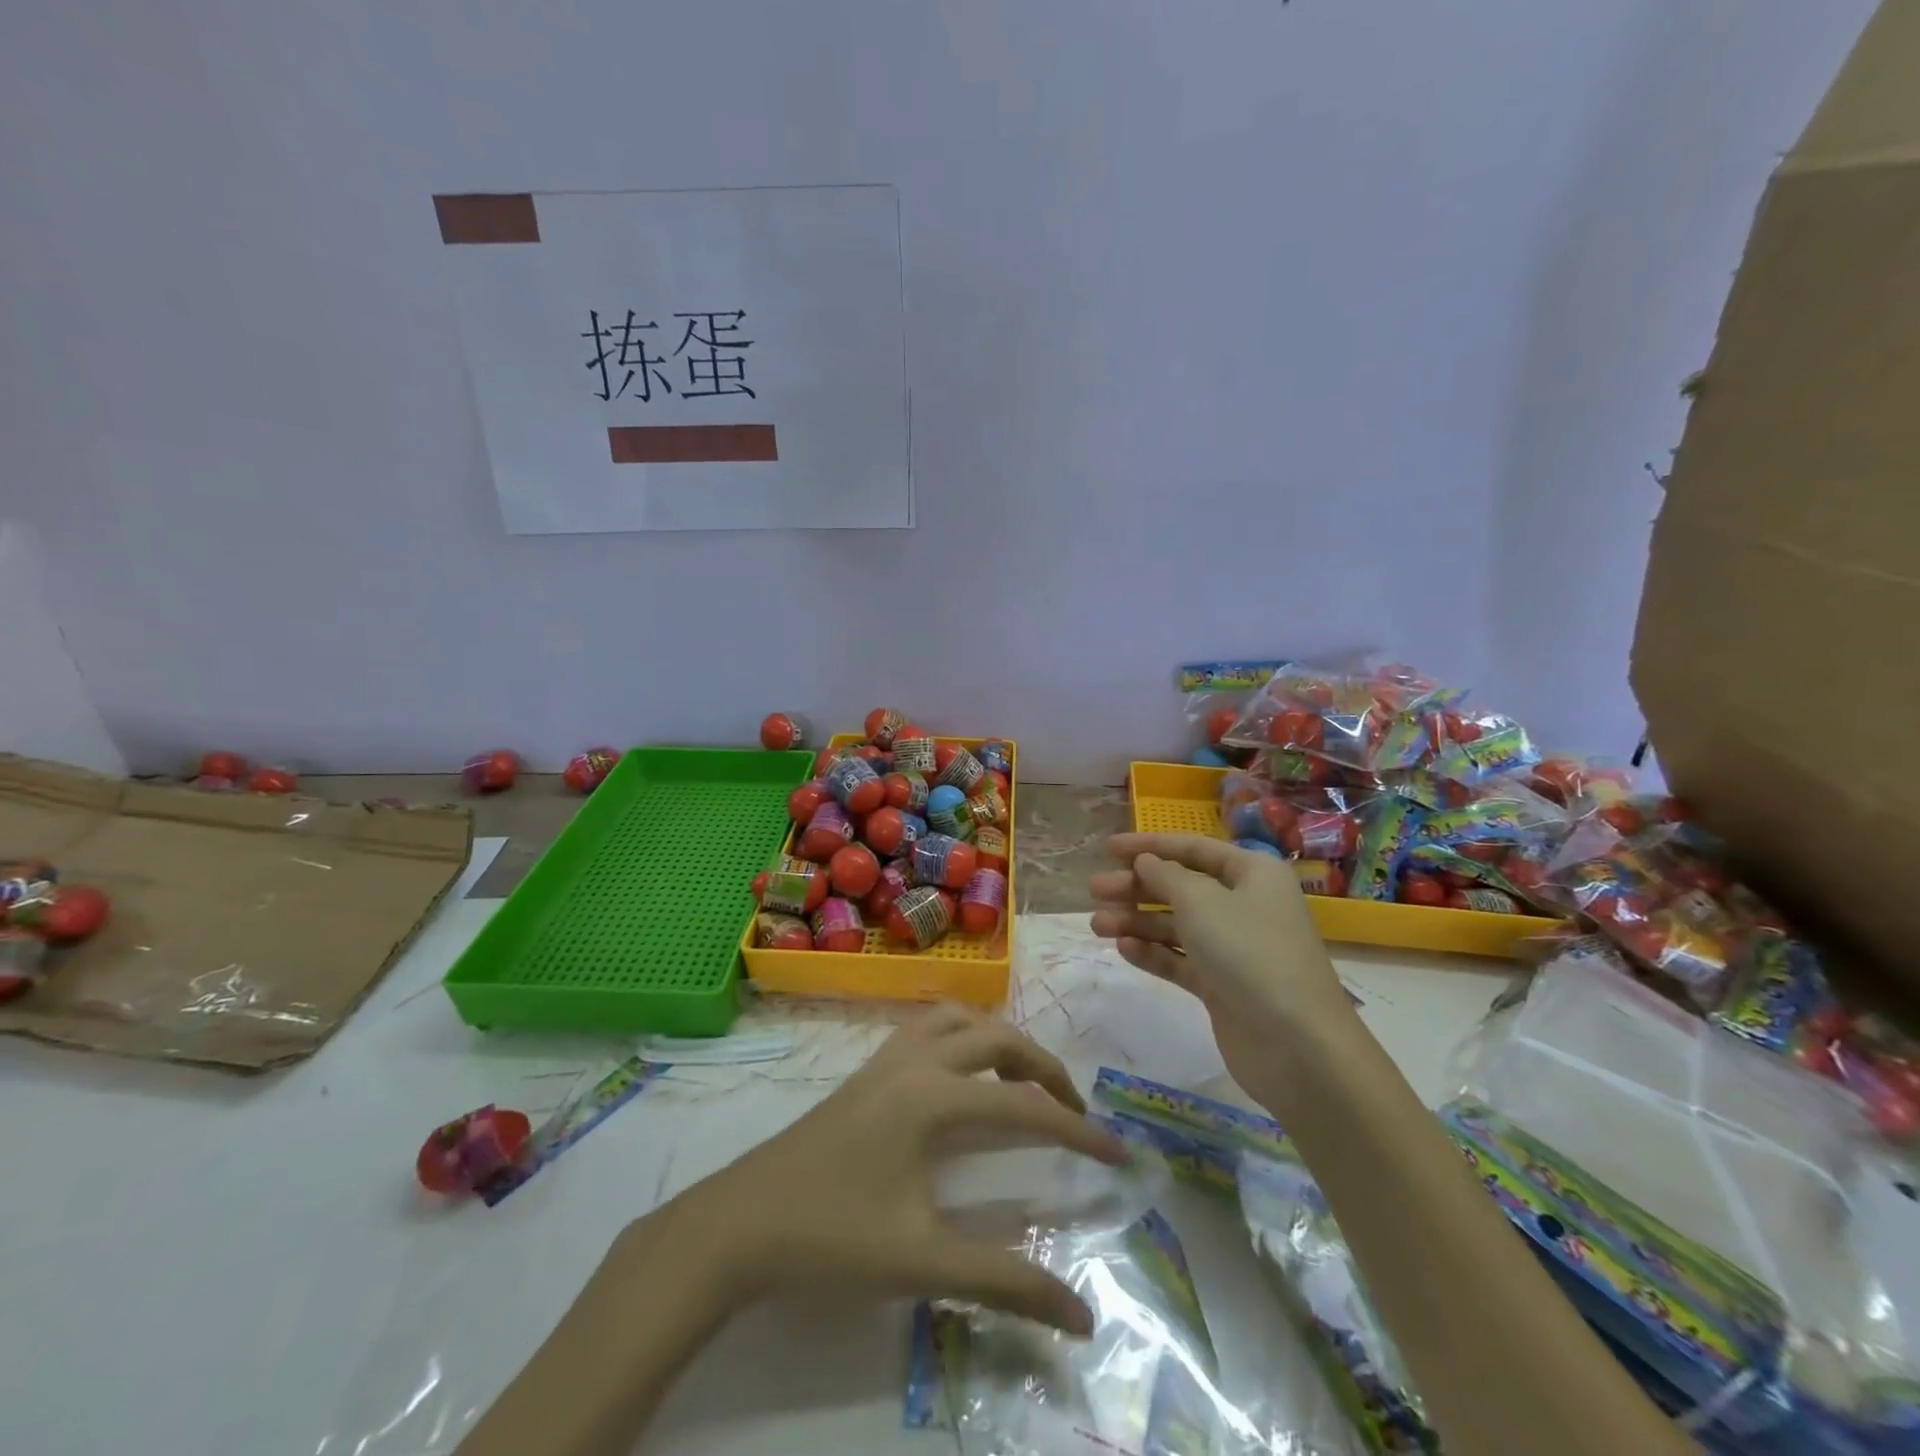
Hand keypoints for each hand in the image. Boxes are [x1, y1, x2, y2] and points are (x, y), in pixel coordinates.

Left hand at [673, 1004, 1127, 1334]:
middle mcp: (915, 1060)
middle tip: (1073, 1112)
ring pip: (959, 1019)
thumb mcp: (921, 1264)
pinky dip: (961, 1034)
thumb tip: (1081, 1314)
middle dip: (1044, 1067)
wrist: (740, 1224)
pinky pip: (927, 1026)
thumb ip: (1004, 1282)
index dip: (1076, 1129)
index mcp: (932, 1096)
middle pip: (997, 1038)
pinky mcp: (866, 1068)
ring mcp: (886, 1057)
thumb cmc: (831, 1238)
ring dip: (1000, 1040)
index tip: (1119, 1152)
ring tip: (1023, 1081)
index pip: (1023, 1104)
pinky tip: (961, 1071)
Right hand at [1088, 832, 1356, 1100]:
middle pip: (1180, 887)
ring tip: (1097, 925)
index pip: (1193, 849)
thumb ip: (1166, 877)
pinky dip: (1152, 952)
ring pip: (1176, 925)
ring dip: (1136, 922)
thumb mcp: (1201, 902)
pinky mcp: (1222, 985)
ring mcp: (1234, 948)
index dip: (1149, 845)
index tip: (1108, 848)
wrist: (1296, 1044)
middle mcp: (1245, 905)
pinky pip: (1180, 959)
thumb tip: (1147, 862)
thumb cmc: (1249, 952)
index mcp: (1252, 873)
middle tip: (1095, 890)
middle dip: (1136, 886)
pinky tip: (1123, 949)